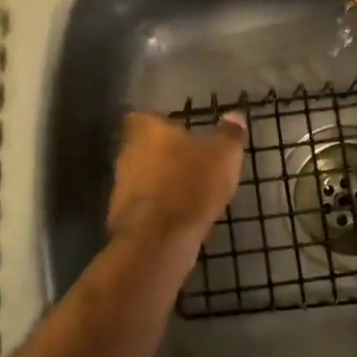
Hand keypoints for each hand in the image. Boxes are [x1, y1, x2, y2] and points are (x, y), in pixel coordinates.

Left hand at [107, 110, 246, 246]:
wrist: (158, 239)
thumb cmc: (190, 183)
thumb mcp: (223, 154)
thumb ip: (229, 134)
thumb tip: (234, 117)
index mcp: (146, 131)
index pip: (144, 117)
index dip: (159, 123)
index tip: (177, 130)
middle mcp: (126, 155)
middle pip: (142, 148)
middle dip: (163, 154)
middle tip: (189, 161)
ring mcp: (121, 188)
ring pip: (143, 178)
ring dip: (161, 184)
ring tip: (189, 191)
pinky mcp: (123, 218)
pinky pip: (145, 207)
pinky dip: (160, 209)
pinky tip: (180, 217)